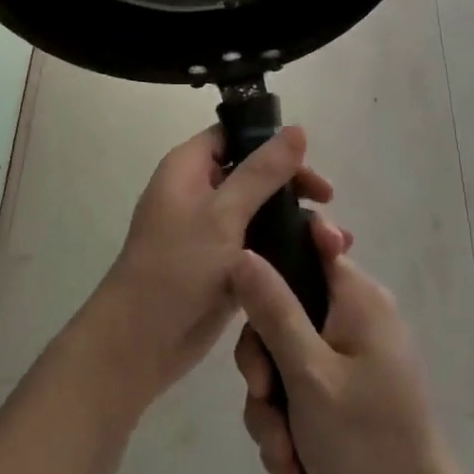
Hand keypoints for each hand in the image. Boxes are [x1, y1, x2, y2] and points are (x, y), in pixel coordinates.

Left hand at [90, 124, 349, 408]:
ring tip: (334, 240)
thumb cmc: (177, 267)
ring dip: (294, 220)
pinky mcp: (219, 265)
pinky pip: (257, 244)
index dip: (269, 141)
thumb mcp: (224, 214)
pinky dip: (284, 248)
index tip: (308, 159)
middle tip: (327, 200)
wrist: (139, 345)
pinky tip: (319, 261)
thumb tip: (297, 128)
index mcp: (188, 168)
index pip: (233, 135)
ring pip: (258, 210)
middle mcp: (198, 191)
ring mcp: (208, 230)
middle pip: (252, 172)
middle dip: (291, 184)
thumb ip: (263, 171)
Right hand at [231, 250, 473, 473]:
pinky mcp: (348, 395)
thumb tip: (242, 253)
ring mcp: (353, 358)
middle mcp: (357, 317)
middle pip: (286, 311)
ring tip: (281, 453)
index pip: (312, 243)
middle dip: (265, 364)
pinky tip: (290, 465)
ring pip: (287, 359)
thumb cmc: (366, 440)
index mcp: (358, 297)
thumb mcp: (308, 373)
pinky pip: (302, 390)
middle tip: (262, 396)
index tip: (249, 297)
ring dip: (273, 406)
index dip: (274, 258)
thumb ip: (273, 310)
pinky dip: (290, 425)